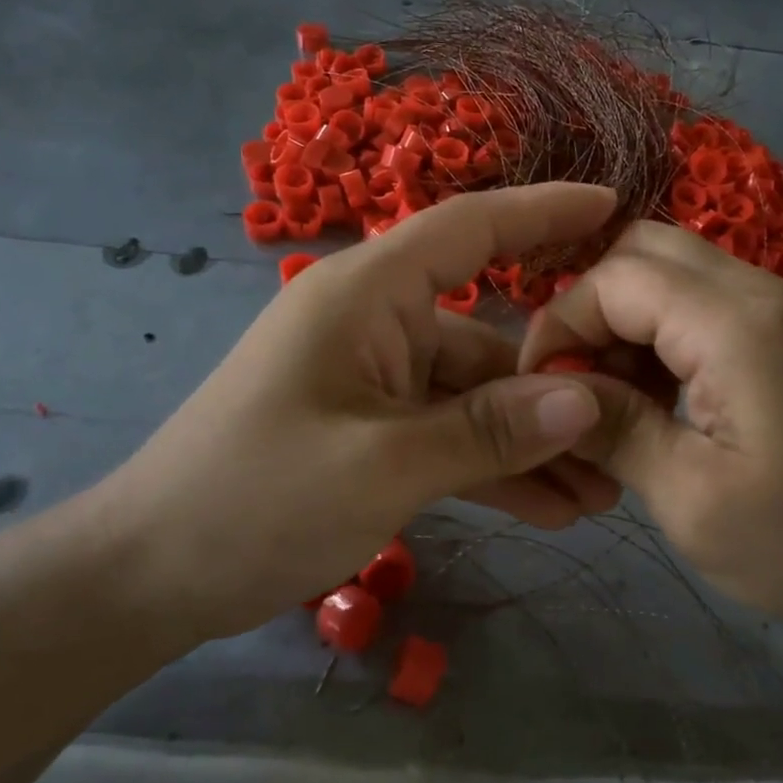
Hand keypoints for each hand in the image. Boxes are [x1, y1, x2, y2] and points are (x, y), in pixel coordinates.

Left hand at [91, 184, 623, 642]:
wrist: (151, 575)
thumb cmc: (254, 500)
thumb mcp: (382, 467)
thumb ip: (489, 430)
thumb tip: (587, 401)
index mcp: (367, 296)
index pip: (469, 227)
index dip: (544, 212)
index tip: (613, 207)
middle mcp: (375, 324)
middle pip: (488, 335)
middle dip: (557, 385)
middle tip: (631, 425)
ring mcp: (373, 381)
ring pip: (474, 397)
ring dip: (531, 442)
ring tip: (600, 493)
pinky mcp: (369, 430)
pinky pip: (447, 435)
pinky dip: (492, 467)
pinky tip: (550, 511)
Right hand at [521, 221, 782, 652]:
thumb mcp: (688, 499)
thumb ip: (612, 428)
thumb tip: (547, 389)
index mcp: (739, 327)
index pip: (616, 278)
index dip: (562, 324)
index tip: (541, 390)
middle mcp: (762, 292)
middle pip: (643, 250)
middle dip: (591, 309)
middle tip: (579, 383)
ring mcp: (780, 305)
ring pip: (669, 269)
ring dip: (624, 320)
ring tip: (615, 397)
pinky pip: (700, 299)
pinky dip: (659, 331)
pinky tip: (656, 394)